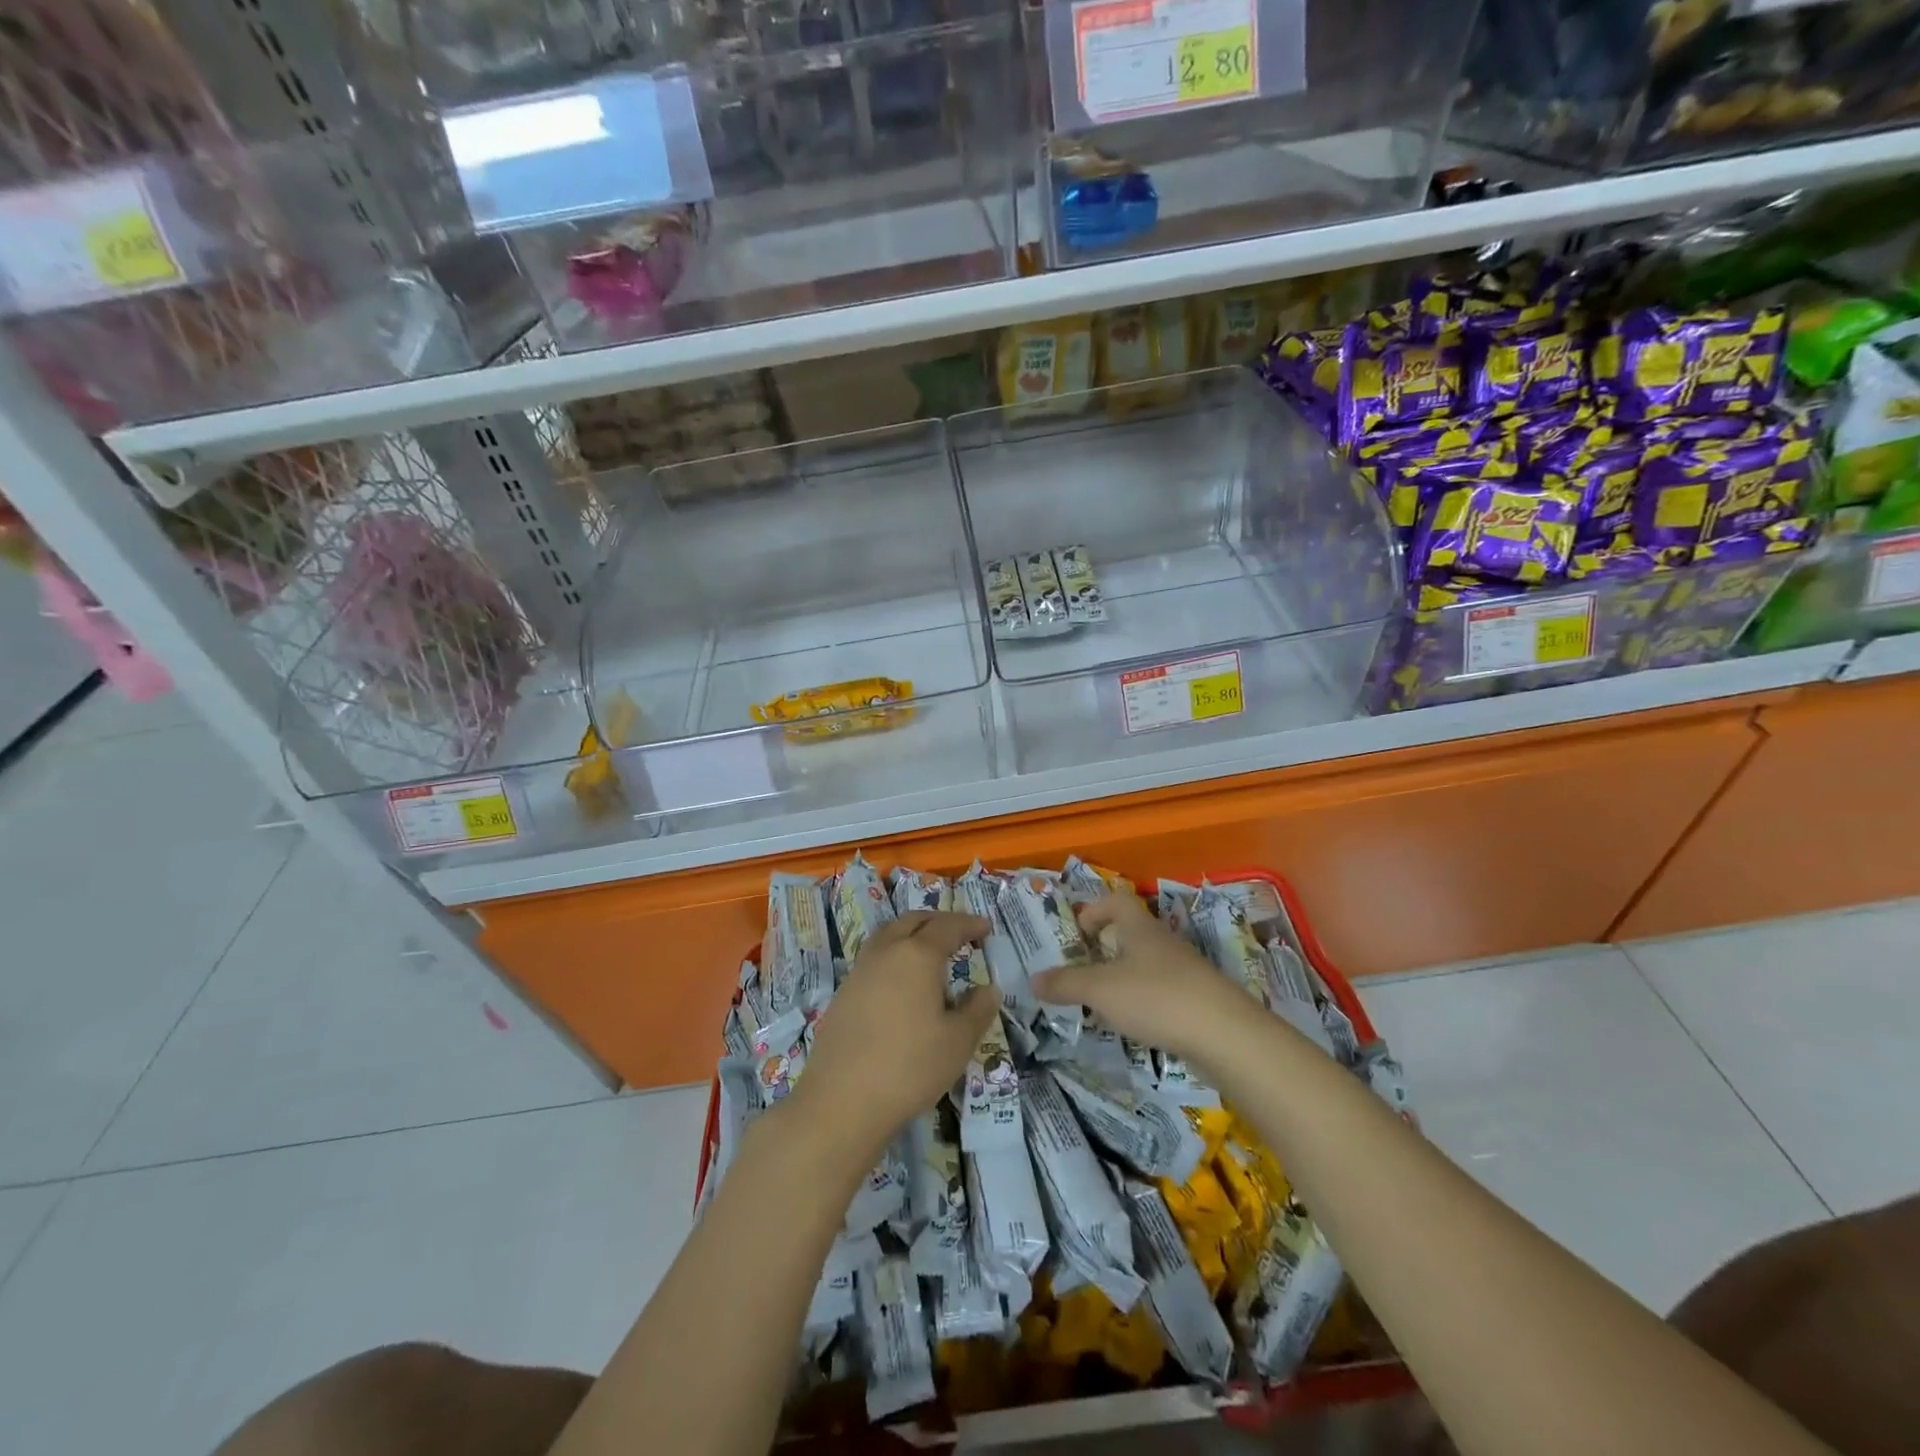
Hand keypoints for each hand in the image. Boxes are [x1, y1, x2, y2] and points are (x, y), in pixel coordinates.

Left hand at [791, 910, 999, 1158]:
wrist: (841, 1101)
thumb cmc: (909, 1067)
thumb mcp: (958, 1042)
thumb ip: (978, 1010)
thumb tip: (988, 989)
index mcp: (917, 955)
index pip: (948, 928)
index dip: (969, 925)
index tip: (986, 928)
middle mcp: (886, 952)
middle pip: (913, 921)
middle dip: (938, 921)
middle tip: (960, 932)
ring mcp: (860, 971)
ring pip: (889, 935)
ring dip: (912, 933)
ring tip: (929, 950)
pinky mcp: (843, 993)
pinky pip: (874, 958)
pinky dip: (894, 955)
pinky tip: (901, 982)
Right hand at [1031, 894, 1240, 1062]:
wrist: (1225, 1035)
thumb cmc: (1157, 997)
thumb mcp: (1100, 990)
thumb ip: (1065, 984)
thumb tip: (1033, 980)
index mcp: (1140, 928)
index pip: (1117, 901)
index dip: (1093, 910)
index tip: (1075, 932)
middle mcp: (1162, 943)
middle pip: (1130, 933)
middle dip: (1103, 948)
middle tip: (1079, 970)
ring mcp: (1183, 972)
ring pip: (1145, 964)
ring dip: (1120, 977)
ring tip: (1099, 1002)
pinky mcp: (1196, 1000)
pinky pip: (1160, 992)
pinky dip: (1140, 1002)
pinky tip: (1131, 1025)